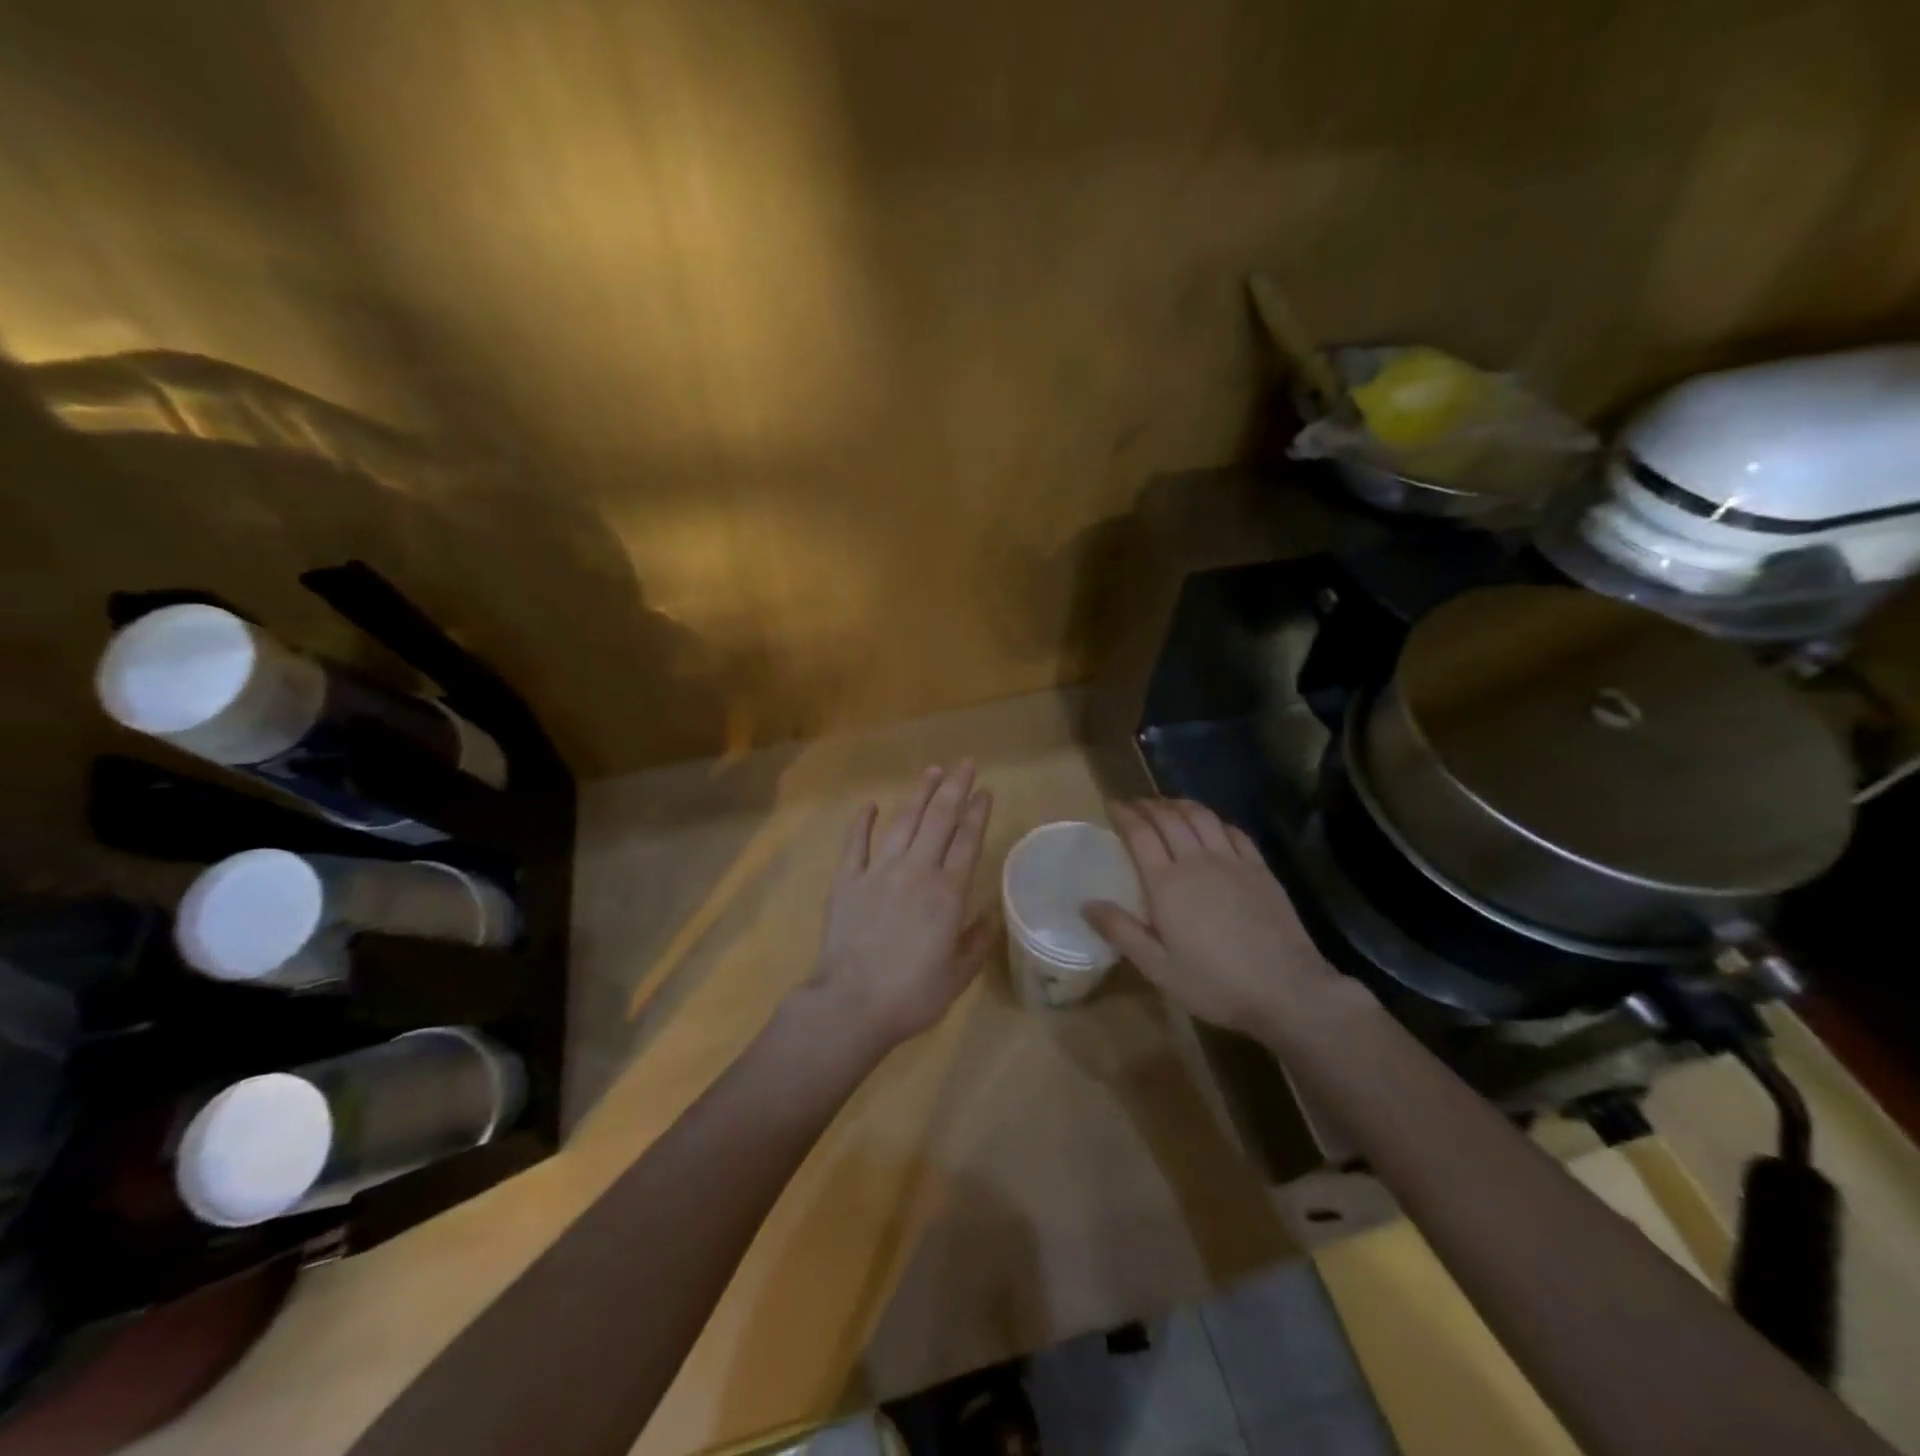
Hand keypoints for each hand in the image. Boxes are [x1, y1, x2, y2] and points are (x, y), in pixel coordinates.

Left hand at [810, 761, 995, 1051]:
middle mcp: (917, 871)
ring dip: (919, 794)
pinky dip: (862, 821)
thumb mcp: (957, 976)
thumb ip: (976, 943)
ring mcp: (879, 871)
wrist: (851, 1004)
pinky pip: (856, 843)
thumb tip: (989, 917)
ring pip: (903, 821)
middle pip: (939, 819)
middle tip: (966, 763)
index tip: (985, 790)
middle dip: (955, 788)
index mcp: (948, 893)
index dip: (978, 812)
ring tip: (932, 771)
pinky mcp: (847, 880)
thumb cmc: (911, 995)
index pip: (967, 841)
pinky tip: (870, 804)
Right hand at [1083, 799, 1343, 1039]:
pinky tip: (1211, 824)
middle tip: (1134, 803)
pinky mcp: (1260, 869)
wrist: (1286, 990)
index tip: (1112, 804)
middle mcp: (1197, 861)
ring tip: (1167, 805)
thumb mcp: (1158, 967)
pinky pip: (1233, 831)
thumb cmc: (1214, 983)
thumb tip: (1086, 904)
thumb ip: (1121, 931)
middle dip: (1148, 805)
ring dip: (1180, 804)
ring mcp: (1233, 862)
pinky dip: (1215, 820)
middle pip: (1169, 818)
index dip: (1124, 814)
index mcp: (1167, 884)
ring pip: (1202, 817)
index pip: (1140, 834)